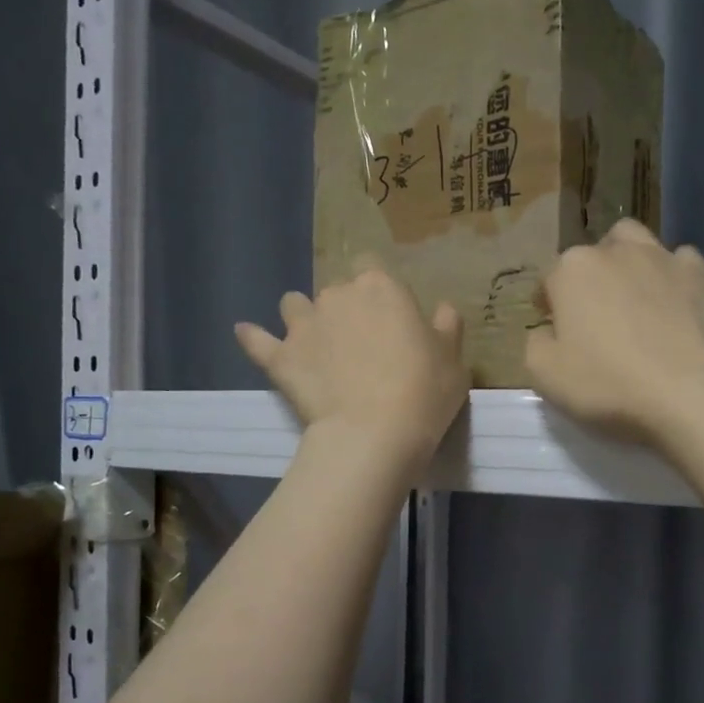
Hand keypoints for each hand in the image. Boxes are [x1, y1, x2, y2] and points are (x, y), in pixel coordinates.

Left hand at [236, 267, 468, 469]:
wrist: (374, 435)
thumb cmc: (424, 393)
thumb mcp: (454, 362)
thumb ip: (447, 328)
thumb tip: (442, 309)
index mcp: (382, 288)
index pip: (373, 266)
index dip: (380, 290)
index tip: (391, 316)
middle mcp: (337, 295)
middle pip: (337, 290)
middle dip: (346, 309)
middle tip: (361, 344)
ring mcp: (303, 325)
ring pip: (293, 304)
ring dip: (303, 317)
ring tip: (315, 342)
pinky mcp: (280, 357)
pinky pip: (256, 340)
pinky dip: (254, 337)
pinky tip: (249, 334)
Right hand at [525, 218, 703, 446]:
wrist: (692, 396)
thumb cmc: (609, 386)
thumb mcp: (545, 376)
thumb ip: (536, 344)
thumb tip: (547, 331)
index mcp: (572, 270)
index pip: (549, 280)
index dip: (549, 305)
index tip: (555, 329)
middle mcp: (616, 251)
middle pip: (594, 255)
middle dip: (589, 277)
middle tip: (596, 315)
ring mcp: (663, 258)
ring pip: (637, 244)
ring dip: (629, 263)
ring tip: (635, 299)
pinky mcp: (702, 275)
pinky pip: (680, 262)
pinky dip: (673, 276)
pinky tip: (675, 305)